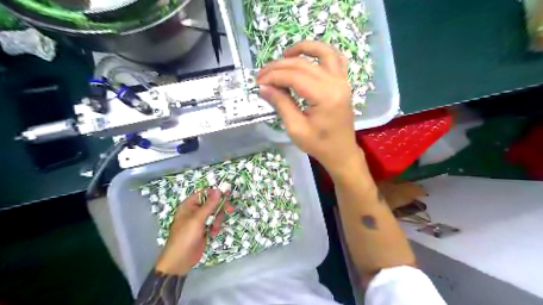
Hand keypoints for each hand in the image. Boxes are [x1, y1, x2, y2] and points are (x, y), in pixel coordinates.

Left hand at [155, 188, 227, 275]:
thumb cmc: (186, 236)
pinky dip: (216, 227)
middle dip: (220, 208)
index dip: (215, 194)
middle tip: (230, 209)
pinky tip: (213, 234)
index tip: (227, 195)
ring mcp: (199, 221)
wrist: (180, 260)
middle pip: (212, 203)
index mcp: (189, 205)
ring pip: (215, 213)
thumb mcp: (198, 219)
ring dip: (217, 220)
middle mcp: (194, 211)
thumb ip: (209, 204)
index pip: (204, 193)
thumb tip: (218, 190)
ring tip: (215, 228)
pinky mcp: (204, 229)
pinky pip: (214, 223)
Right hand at [258, 39, 364, 176]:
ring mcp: (342, 80)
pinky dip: (321, 52)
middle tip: (263, 75)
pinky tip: (308, 57)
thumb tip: (263, 87)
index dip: (273, 76)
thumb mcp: (296, 128)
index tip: (258, 82)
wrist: (341, 152)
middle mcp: (336, 83)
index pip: (294, 76)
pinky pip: (335, 58)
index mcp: (325, 96)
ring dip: (302, 49)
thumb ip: (281, 104)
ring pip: (323, 52)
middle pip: (303, 64)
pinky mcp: (343, 82)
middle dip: (279, 66)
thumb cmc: (319, 145)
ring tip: (284, 55)